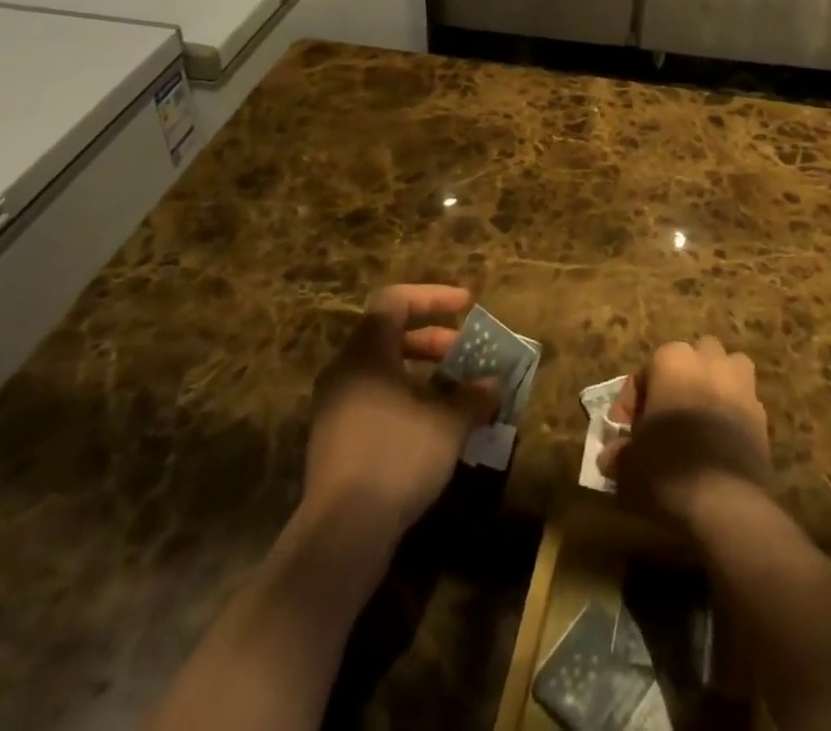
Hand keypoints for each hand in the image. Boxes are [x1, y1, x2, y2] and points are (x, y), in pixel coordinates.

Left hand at [305, 285, 499, 536]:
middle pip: (390, 334)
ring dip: (423, 372)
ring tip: (456, 390)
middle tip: (466, 352)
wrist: (341, 533)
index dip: (434, 297)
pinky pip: (376, 398)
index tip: (467, 305)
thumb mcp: (447, 423)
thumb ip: (473, 397)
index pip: (397, 300)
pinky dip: (407, 397)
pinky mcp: (337, 438)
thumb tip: (494, 384)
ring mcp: (336, 405)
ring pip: (384, 369)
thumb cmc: (396, 457)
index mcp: (366, 352)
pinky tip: (434, 424)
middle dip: (434, 339)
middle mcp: (346, 370)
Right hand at [603, 336, 770, 529]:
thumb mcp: (628, 465)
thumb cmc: (667, 468)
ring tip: (699, 418)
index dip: (629, 405)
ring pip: (725, 369)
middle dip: (677, 381)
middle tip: (664, 418)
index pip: (642, 374)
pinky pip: (743, 402)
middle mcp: (707, 360)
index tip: (624, 436)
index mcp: (671, 360)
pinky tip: (720, 442)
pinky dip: (732, 413)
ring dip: (713, 384)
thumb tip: (611, 457)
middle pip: (689, 360)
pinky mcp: (761, 412)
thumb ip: (618, 453)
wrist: (726, 502)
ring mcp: (740, 383)